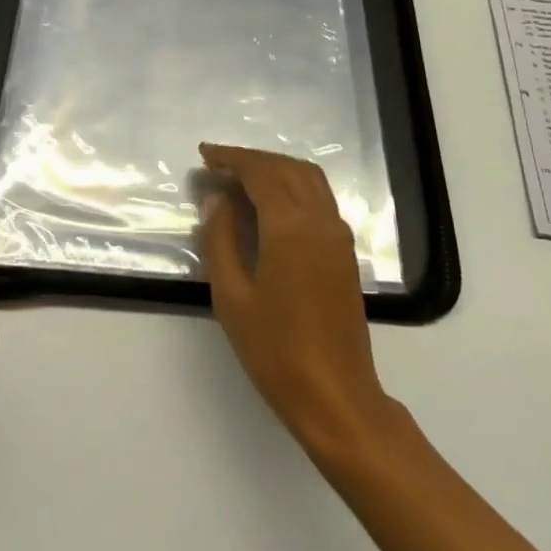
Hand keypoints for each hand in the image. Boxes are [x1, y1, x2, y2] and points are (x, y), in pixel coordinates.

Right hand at [199, 144, 396, 456]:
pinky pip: (319, 198)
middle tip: (218, 164)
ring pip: (308, 178)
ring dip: (275, 168)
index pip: (261, 172)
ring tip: (240, 178)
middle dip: (252, 160)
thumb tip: (217, 199)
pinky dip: (292, 185)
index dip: (232, 159)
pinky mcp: (345, 251)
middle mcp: (320, 219)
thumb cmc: (275, 350)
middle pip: (286, 168)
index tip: (205, 155)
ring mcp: (338, 234)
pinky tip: (270, 203)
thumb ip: (221, 240)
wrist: (336, 396)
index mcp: (291, 227)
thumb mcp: (232, 297)